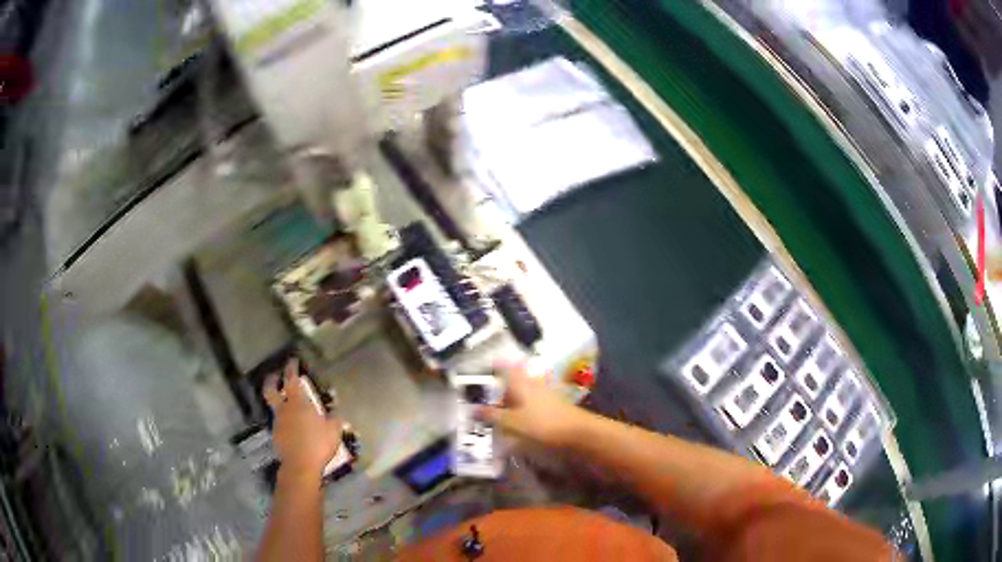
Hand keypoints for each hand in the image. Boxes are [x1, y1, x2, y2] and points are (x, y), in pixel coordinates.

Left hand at [263, 359, 342, 479]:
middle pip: (270, 390)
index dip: (291, 368)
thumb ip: (334, 418)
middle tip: (275, 376)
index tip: (292, 360)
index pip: (291, 379)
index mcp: (297, 403)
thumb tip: (336, 410)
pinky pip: (280, 425)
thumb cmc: (318, 444)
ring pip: (275, 408)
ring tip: (290, 408)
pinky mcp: (277, 437)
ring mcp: (278, 423)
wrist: (300, 466)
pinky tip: (294, 430)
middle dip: (271, 381)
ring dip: (280, 404)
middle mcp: (284, 410)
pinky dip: (285, 423)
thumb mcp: (334, 430)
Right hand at [477, 366, 589, 447]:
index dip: (496, 363)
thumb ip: (492, 415)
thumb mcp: (512, 422)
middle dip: (502, 384)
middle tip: (488, 393)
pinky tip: (518, 421)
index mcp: (521, 383)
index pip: (506, 366)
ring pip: (525, 392)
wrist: (578, 433)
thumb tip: (473, 408)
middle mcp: (534, 384)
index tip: (485, 365)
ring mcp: (546, 395)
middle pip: (515, 379)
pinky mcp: (554, 408)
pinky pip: (533, 404)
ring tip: (500, 409)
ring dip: (513, 398)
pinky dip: (523, 409)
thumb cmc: (542, 424)